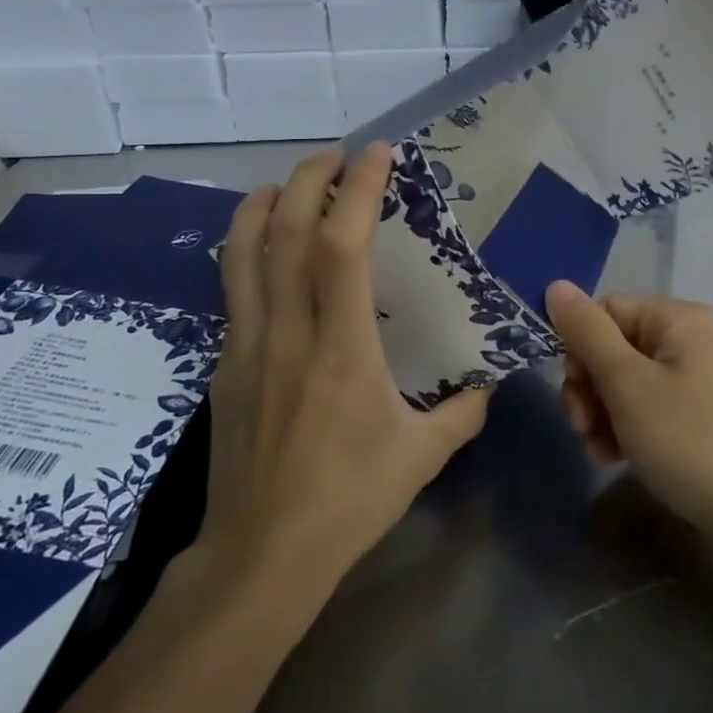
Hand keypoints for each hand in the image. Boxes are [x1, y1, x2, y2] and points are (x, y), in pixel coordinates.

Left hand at [188, 145, 490, 595]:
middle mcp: (287, 331)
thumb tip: (487, 384)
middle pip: (285, 231)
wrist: (260, 556)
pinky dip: (248, 250)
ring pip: (242, 252)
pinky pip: (233, 289)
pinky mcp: (225, 364)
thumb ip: (462, 413)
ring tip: (289, 183)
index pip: (342, 246)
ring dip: (264, 204)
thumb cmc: (347, 501)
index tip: (378, 155)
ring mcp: (246, 345)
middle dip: (308, 178)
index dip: (357, 190)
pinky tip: (266, 252)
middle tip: (336, 155)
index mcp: (341, 348)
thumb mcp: (422, 456)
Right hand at [546, 282, 712, 560]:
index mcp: (678, 319)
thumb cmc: (690, 440)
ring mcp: (693, 381)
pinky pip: (644, 408)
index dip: (580, 345)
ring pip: (623, 381)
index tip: (573, 387)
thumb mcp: (628, 384)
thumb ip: (588, 334)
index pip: (607, 310)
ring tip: (597, 449)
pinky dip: (622, 428)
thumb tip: (556, 286)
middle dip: (588, 386)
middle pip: (613, 346)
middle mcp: (688, 341)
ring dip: (600, 413)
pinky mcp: (694, 418)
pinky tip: (612, 458)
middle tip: (581, 425)